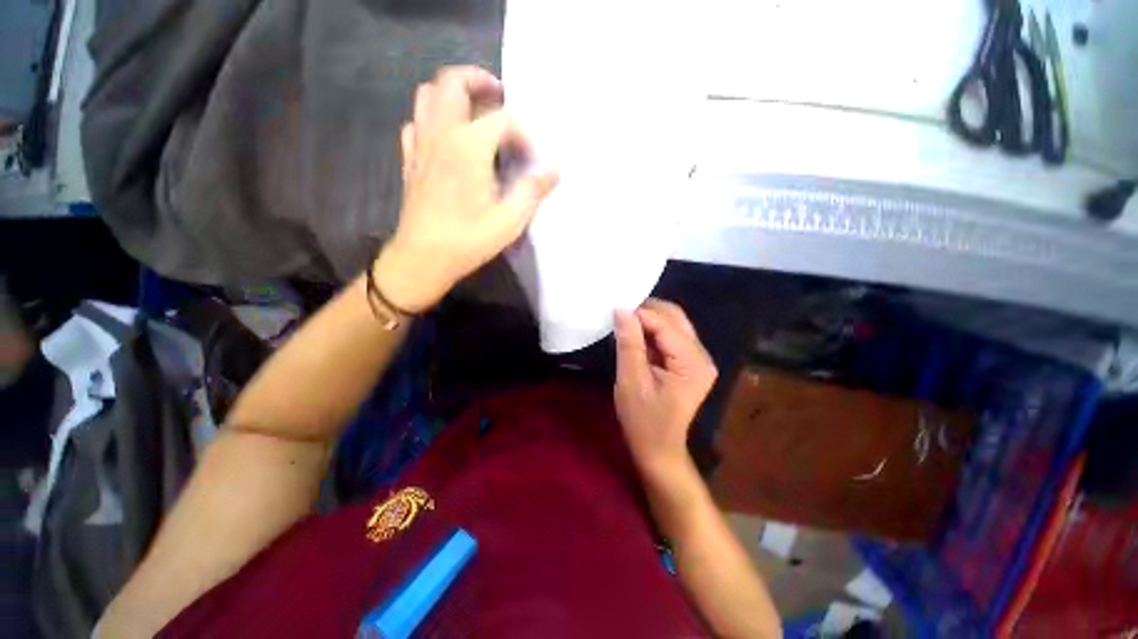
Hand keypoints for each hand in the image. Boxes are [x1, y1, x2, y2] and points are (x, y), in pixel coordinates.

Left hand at [375, 66, 558, 312]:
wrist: (423, 258)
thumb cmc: (468, 240)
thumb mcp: (510, 221)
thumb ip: (533, 190)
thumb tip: (554, 170)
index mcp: (468, 146)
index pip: (502, 118)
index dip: (525, 133)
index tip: (534, 158)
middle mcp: (441, 134)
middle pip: (452, 82)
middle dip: (479, 81)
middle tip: (500, 96)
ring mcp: (421, 144)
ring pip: (428, 95)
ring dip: (452, 93)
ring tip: (474, 110)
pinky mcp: (410, 159)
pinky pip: (417, 122)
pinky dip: (433, 118)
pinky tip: (449, 139)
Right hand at [614, 299, 717, 479]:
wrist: (658, 450)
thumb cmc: (643, 421)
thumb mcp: (631, 382)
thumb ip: (629, 344)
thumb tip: (622, 310)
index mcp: (692, 363)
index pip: (665, 325)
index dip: (639, 314)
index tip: (614, 311)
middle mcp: (702, 356)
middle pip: (675, 318)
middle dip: (646, 311)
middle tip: (619, 314)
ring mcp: (698, 359)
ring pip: (673, 324)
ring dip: (649, 320)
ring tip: (625, 324)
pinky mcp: (689, 362)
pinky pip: (670, 336)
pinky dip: (652, 331)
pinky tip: (636, 336)